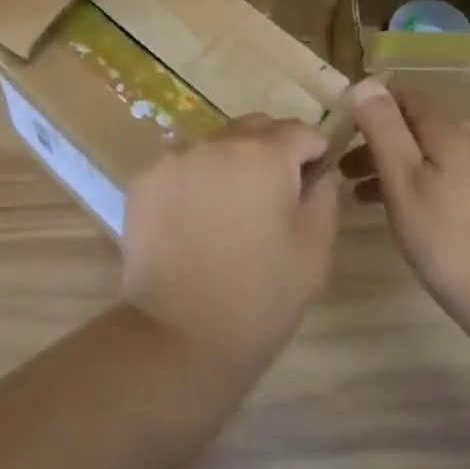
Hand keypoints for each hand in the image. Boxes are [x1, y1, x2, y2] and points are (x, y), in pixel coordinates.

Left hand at [119, 116, 340, 386]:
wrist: (177, 340)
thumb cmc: (258, 299)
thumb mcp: (313, 255)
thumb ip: (324, 200)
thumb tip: (319, 174)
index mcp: (264, 154)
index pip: (299, 131)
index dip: (314, 152)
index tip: (314, 179)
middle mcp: (218, 142)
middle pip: (255, 128)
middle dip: (272, 150)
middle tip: (274, 197)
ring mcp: (176, 158)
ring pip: (216, 145)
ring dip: (231, 165)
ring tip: (230, 214)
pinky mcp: (145, 180)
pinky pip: (183, 167)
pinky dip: (196, 183)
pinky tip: (195, 225)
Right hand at [340, 83, 469, 336]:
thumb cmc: (450, 242)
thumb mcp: (404, 182)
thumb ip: (383, 130)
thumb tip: (363, 82)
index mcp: (448, 133)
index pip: (404, 95)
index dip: (370, 103)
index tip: (339, 125)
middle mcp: (467, 145)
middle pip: (413, 127)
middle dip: (374, 139)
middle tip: (339, 165)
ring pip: (423, 156)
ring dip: (388, 166)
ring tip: (354, 193)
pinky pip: (437, 179)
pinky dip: (409, 186)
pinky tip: (391, 214)